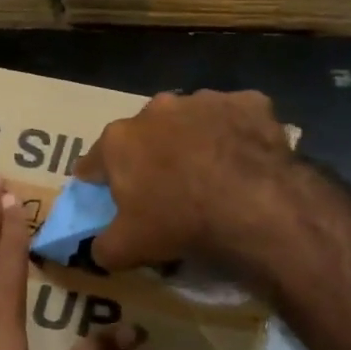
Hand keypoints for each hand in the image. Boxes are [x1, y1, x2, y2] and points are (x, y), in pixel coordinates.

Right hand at [76, 90, 295, 271]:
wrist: (256, 208)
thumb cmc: (180, 223)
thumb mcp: (126, 249)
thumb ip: (103, 246)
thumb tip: (99, 247)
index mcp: (119, 140)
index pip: (94, 162)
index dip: (99, 182)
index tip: (109, 197)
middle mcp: (157, 109)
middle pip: (145, 135)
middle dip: (150, 156)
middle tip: (166, 189)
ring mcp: (204, 100)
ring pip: (190, 121)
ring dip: (193, 141)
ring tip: (211, 175)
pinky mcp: (248, 103)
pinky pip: (236, 118)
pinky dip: (236, 134)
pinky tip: (246, 161)